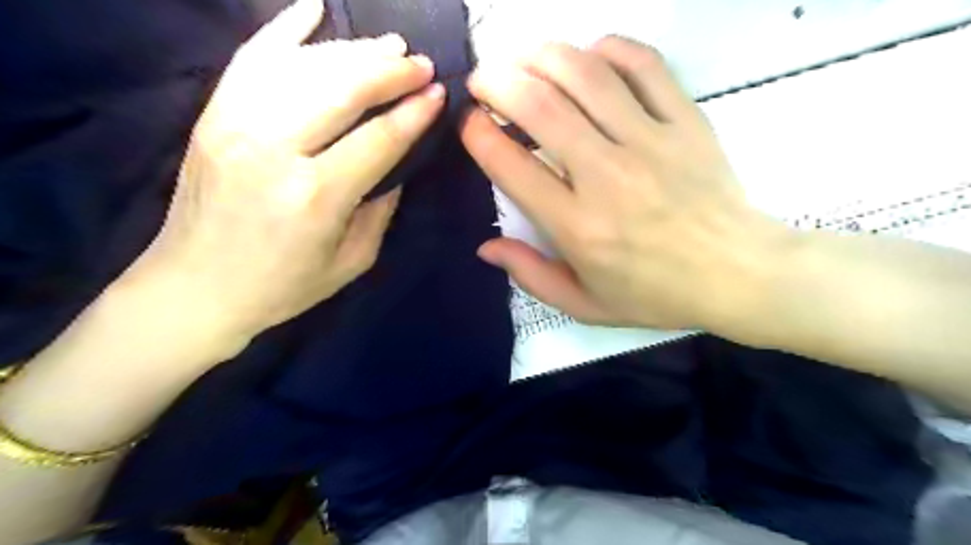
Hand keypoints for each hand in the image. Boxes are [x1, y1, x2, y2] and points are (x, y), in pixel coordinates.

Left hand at [123, 1, 445, 337]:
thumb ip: (381, 208)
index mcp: (316, 195)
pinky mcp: (212, 116)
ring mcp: (235, 124)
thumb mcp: (353, 260)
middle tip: (420, 63)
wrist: (196, 289)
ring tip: (388, 45)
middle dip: (390, 70)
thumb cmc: (284, 286)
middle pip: (342, 88)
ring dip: (352, 50)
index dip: (414, 113)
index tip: (439, 94)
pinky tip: (314, 9)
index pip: (379, 137)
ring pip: (303, 66)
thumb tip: (396, 163)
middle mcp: (275, 149)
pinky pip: (251, 58)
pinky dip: (284, 29)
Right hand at [461, 38, 787, 330]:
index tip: (470, 123)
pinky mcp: (685, 122)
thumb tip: (486, 246)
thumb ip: (530, 275)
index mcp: (577, 226)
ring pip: (586, 75)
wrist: (737, 274)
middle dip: (498, 82)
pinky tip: (590, 55)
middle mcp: (607, 176)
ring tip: (523, 58)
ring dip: (543, 56)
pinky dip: (609, 49)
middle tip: (483, 80)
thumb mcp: (584, 304)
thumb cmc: (655, 294)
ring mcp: (650, 142)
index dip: (479, 135)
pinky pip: (644, 65)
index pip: (512, 166)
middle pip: (540, 107)